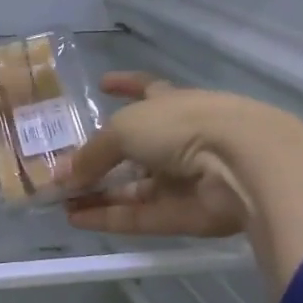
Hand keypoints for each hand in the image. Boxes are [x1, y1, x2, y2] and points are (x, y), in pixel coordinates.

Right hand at [64, 73, 250, 238]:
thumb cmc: (183, 126)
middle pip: (132, 150)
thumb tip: (62, 175)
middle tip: (63, 171)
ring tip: (60, 200)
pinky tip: (75, 219)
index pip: (145, 89)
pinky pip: (139, 216)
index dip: (125, 84)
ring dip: (97, 193)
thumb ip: (92, 153)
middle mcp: (177, 139)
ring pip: (133, 188)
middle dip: (98, 159)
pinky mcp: (183, 215)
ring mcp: (182, 179)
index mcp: (171, 104)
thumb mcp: (124, 129)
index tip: (102, 83)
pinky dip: (108, 217)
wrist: (242, 165)